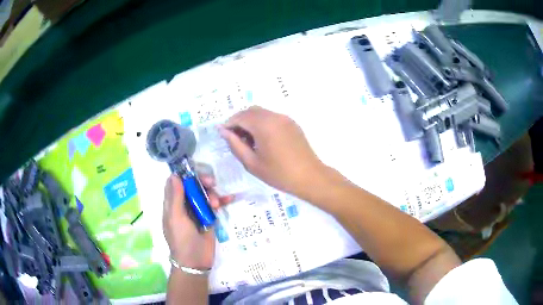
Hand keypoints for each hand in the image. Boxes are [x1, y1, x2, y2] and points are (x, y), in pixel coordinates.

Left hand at [162, 174, 231, 269]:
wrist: (195, 262)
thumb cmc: (181, 239)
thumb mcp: (175, 218)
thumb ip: (175, 197)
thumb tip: (174, 175)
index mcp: (173, 204)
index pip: (177, 183)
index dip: (185, 175)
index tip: (195, 172)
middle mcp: (184, 205)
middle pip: (193, 186)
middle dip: (202, 183)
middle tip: (211, 183)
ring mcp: (197, 211)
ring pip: (205, 194)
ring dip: (212, 194)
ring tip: (217, 204)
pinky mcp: (209, 218)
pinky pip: (215, 205)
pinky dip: (222, 201)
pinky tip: (230, 198)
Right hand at [219, 106, 326, 197]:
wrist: (310, 177)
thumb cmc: (279, 174)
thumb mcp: (252, 163)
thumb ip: (235, 145)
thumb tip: (224, 131)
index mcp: (263, 125)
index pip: (240, 117)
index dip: (229, 124)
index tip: (223, 134)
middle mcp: (274, 116)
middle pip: (251, 111)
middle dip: (239, 121)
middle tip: (235, 138)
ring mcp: (285, 118)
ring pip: (261, 113)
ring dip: (251, 121)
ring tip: (248, 140)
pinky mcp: (292, 123)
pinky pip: (272, 117)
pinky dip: (262, 123)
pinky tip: (262, 139)